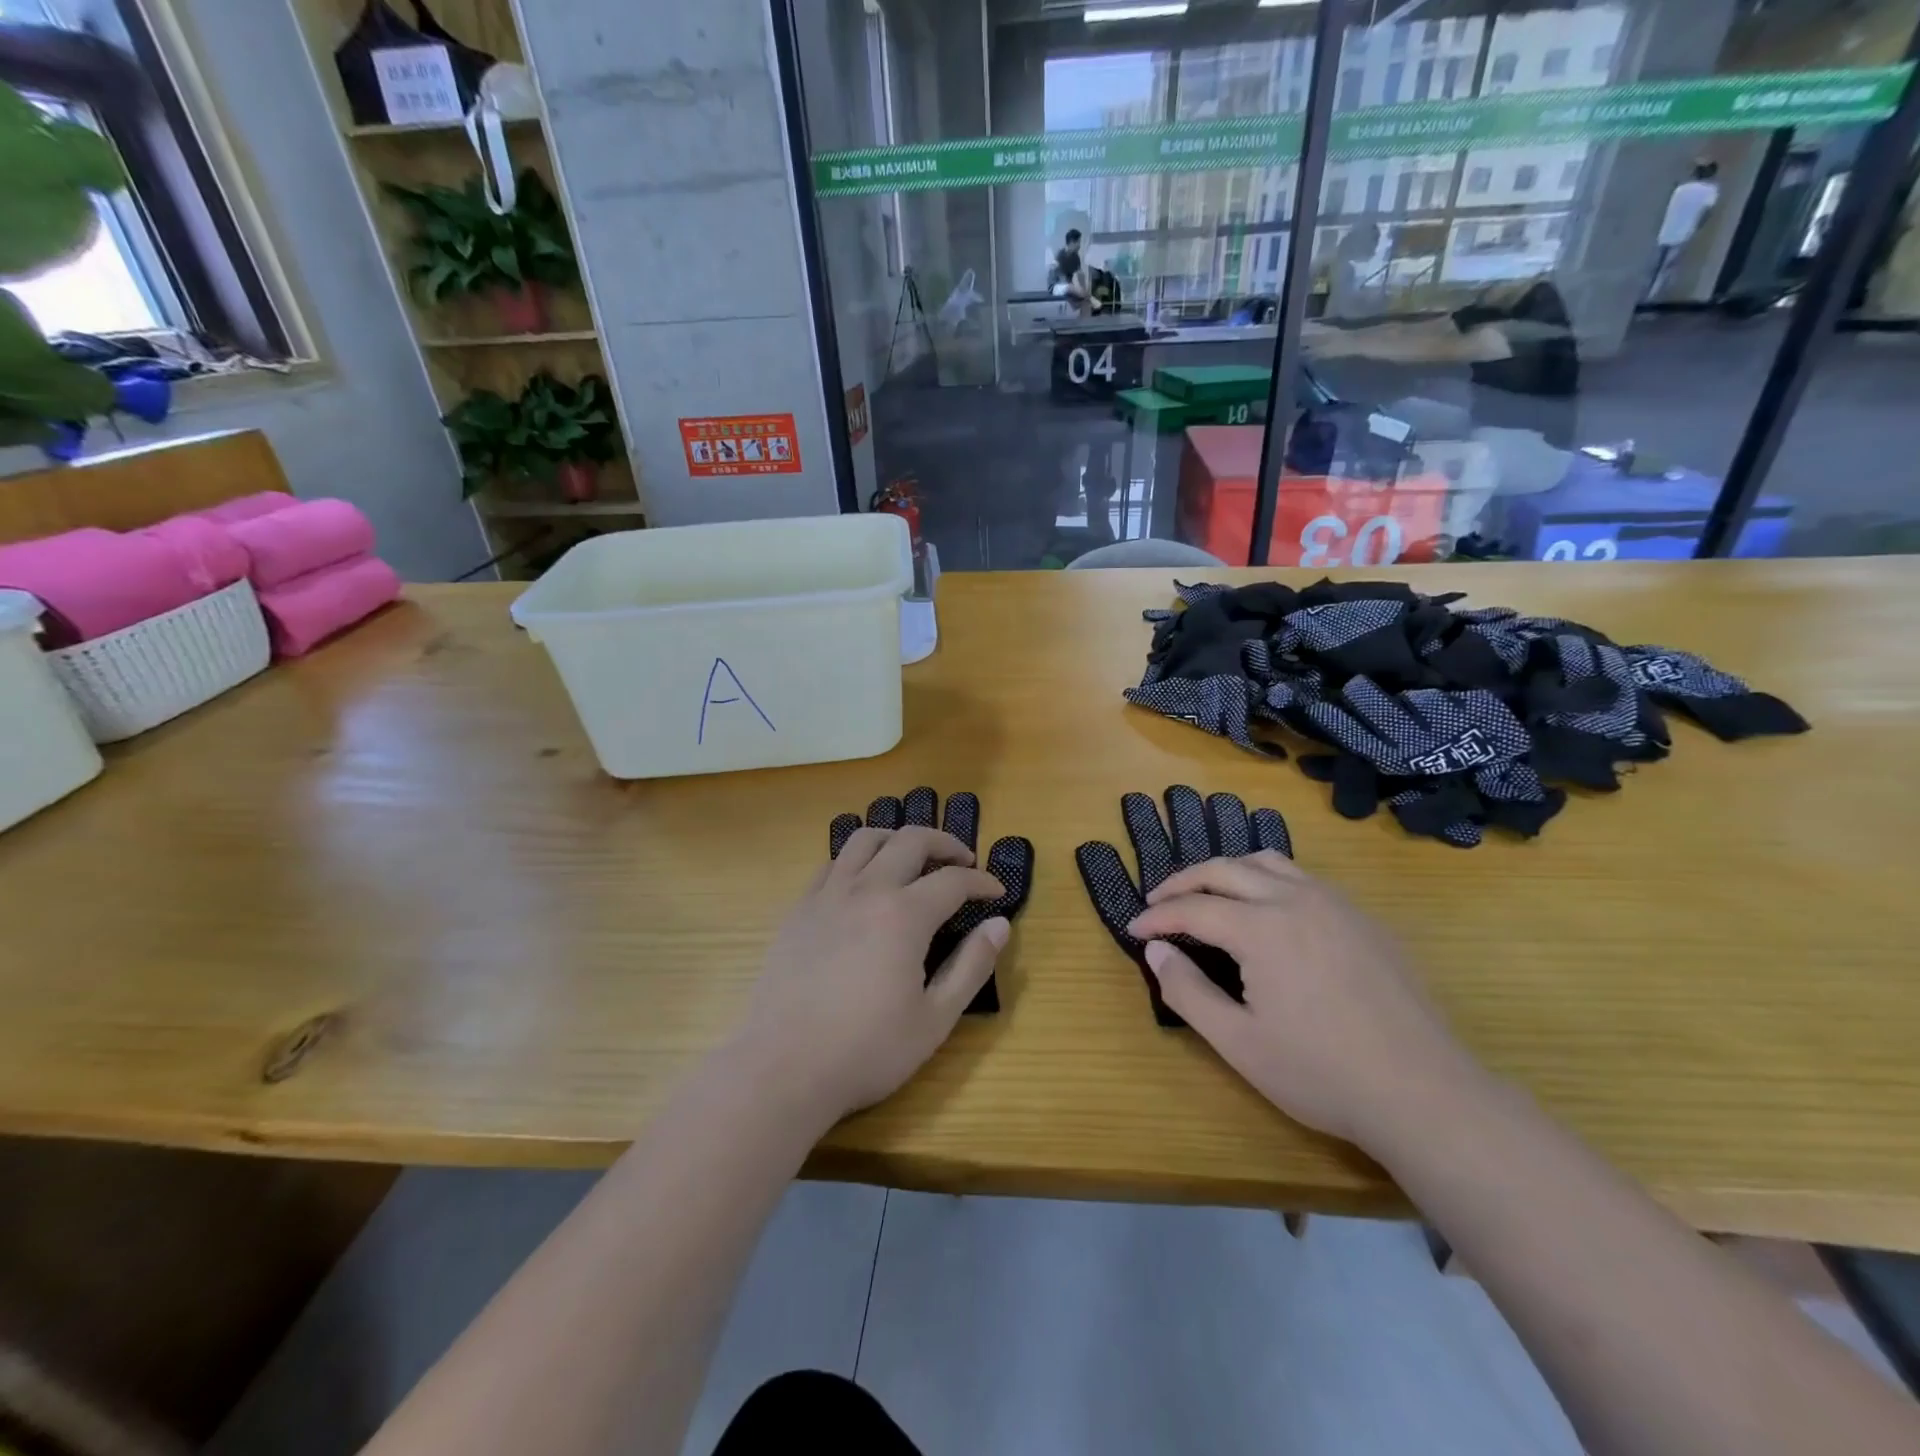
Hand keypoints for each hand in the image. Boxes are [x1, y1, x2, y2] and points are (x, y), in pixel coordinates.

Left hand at [734, 827, 1008, 1127]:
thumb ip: (972, 966)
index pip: (954, 880)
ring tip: (913, 856)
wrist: (783, 1068)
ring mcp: (827, 895)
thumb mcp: (935, 1019)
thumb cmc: (867, 1050)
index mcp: (904, 915)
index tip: (996, 892)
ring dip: (898, 838)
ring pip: (866, 839)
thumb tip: (999, 924)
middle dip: (945, 843)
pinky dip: (858, 859)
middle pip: (911, 840)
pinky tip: (864, 882)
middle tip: (963, 861)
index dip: (981, 881)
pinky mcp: (799, 908)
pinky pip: (832, 863)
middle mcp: (867, 890)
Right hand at [1127, 852, 1476, 1148]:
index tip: (1135, 930)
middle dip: (1183, 882)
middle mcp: (1296, 899)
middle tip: (1158, 902)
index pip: (1193, 907)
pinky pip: (1304, 879)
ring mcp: (1336, 904)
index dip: (1157, 917)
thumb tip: (1156, 951)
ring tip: (1207, 894)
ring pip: (1268, 862)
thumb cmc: (1321, 1073)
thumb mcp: (1238, 1043)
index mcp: (1262, 927)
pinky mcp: (1364, 919)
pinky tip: (1267, 911)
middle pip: (1225, 869)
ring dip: (1227, 871)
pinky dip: (1268, 880)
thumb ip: (1187, 991)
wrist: (1424, 1094)